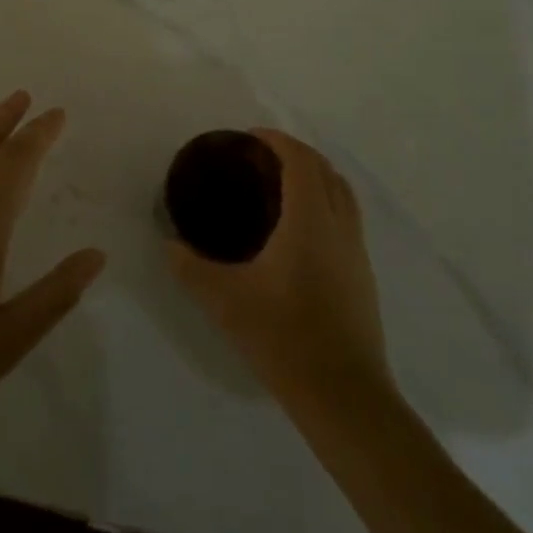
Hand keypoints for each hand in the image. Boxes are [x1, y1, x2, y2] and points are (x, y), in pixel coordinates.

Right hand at [169, 129, 391, 414]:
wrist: (344, 396)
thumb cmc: (284, 337)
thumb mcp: (225, 300)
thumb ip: (191, 268)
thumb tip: (169, 246)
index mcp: (310, 220)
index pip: (301, 160)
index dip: (278, 140)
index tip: (251, 136)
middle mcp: (340, 226)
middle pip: (326, 170)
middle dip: (297, 153)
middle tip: (261, 158)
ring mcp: (357, 251)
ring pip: (343, 193)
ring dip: (316, 176)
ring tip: (282, 186)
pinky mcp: (363, 275)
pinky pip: (347, 218)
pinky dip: (326, 203)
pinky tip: (301, 231)